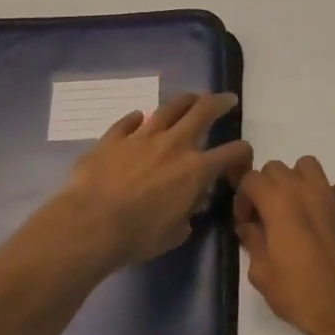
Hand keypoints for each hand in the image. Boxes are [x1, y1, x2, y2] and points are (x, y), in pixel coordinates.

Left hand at [56, 92, 251, 267]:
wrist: (90, 225)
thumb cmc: (138, 236)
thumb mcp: (175, 233)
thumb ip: (188, 215)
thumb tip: (191, 204)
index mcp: (196, 170)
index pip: (231, 153)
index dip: (243, 152)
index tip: (244, 156)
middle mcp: (174, 145)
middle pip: (203, 111)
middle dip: (219, 103)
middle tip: (227, 100)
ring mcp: (141, 137)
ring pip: (169, 107)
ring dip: (184, 100)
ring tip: (191, 98)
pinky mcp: (113, 139)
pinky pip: (128, 122)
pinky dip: (136, 119)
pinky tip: (138, 117)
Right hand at [234, 156, 334, 334]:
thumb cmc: (298, 295)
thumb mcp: (261, 273)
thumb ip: (252, 240)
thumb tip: (249, 226)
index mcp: (278, 204)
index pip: (251, 178)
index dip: (243, 197)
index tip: (246, 222)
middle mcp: (306, 192)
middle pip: (278, 168)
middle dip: (267, 187)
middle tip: (268, 216)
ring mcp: (334, 198)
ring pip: (310, 166)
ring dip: (299, 181)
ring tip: (299, 207)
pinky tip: (332, 212)